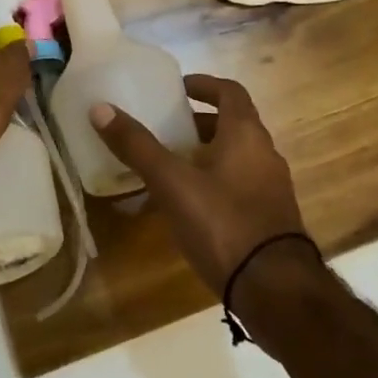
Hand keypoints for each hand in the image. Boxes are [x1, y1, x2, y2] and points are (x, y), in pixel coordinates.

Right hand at [88, 74, 306, 292]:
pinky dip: (217, 182)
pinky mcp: (272, 219)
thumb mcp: (172, 183)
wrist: (277, 293)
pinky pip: (241, 186)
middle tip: (167, 129)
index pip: (230, 91)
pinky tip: (191, 206)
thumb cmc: (223, 223)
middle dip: (200, 122)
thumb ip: (137, 146)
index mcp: (246, 134)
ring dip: (208, 154)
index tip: (178, 89)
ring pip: (238, 156)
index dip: (204, 85)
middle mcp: (265, 154)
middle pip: (233, 124)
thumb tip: (100, 108)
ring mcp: (272, 189)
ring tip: (173, 167)